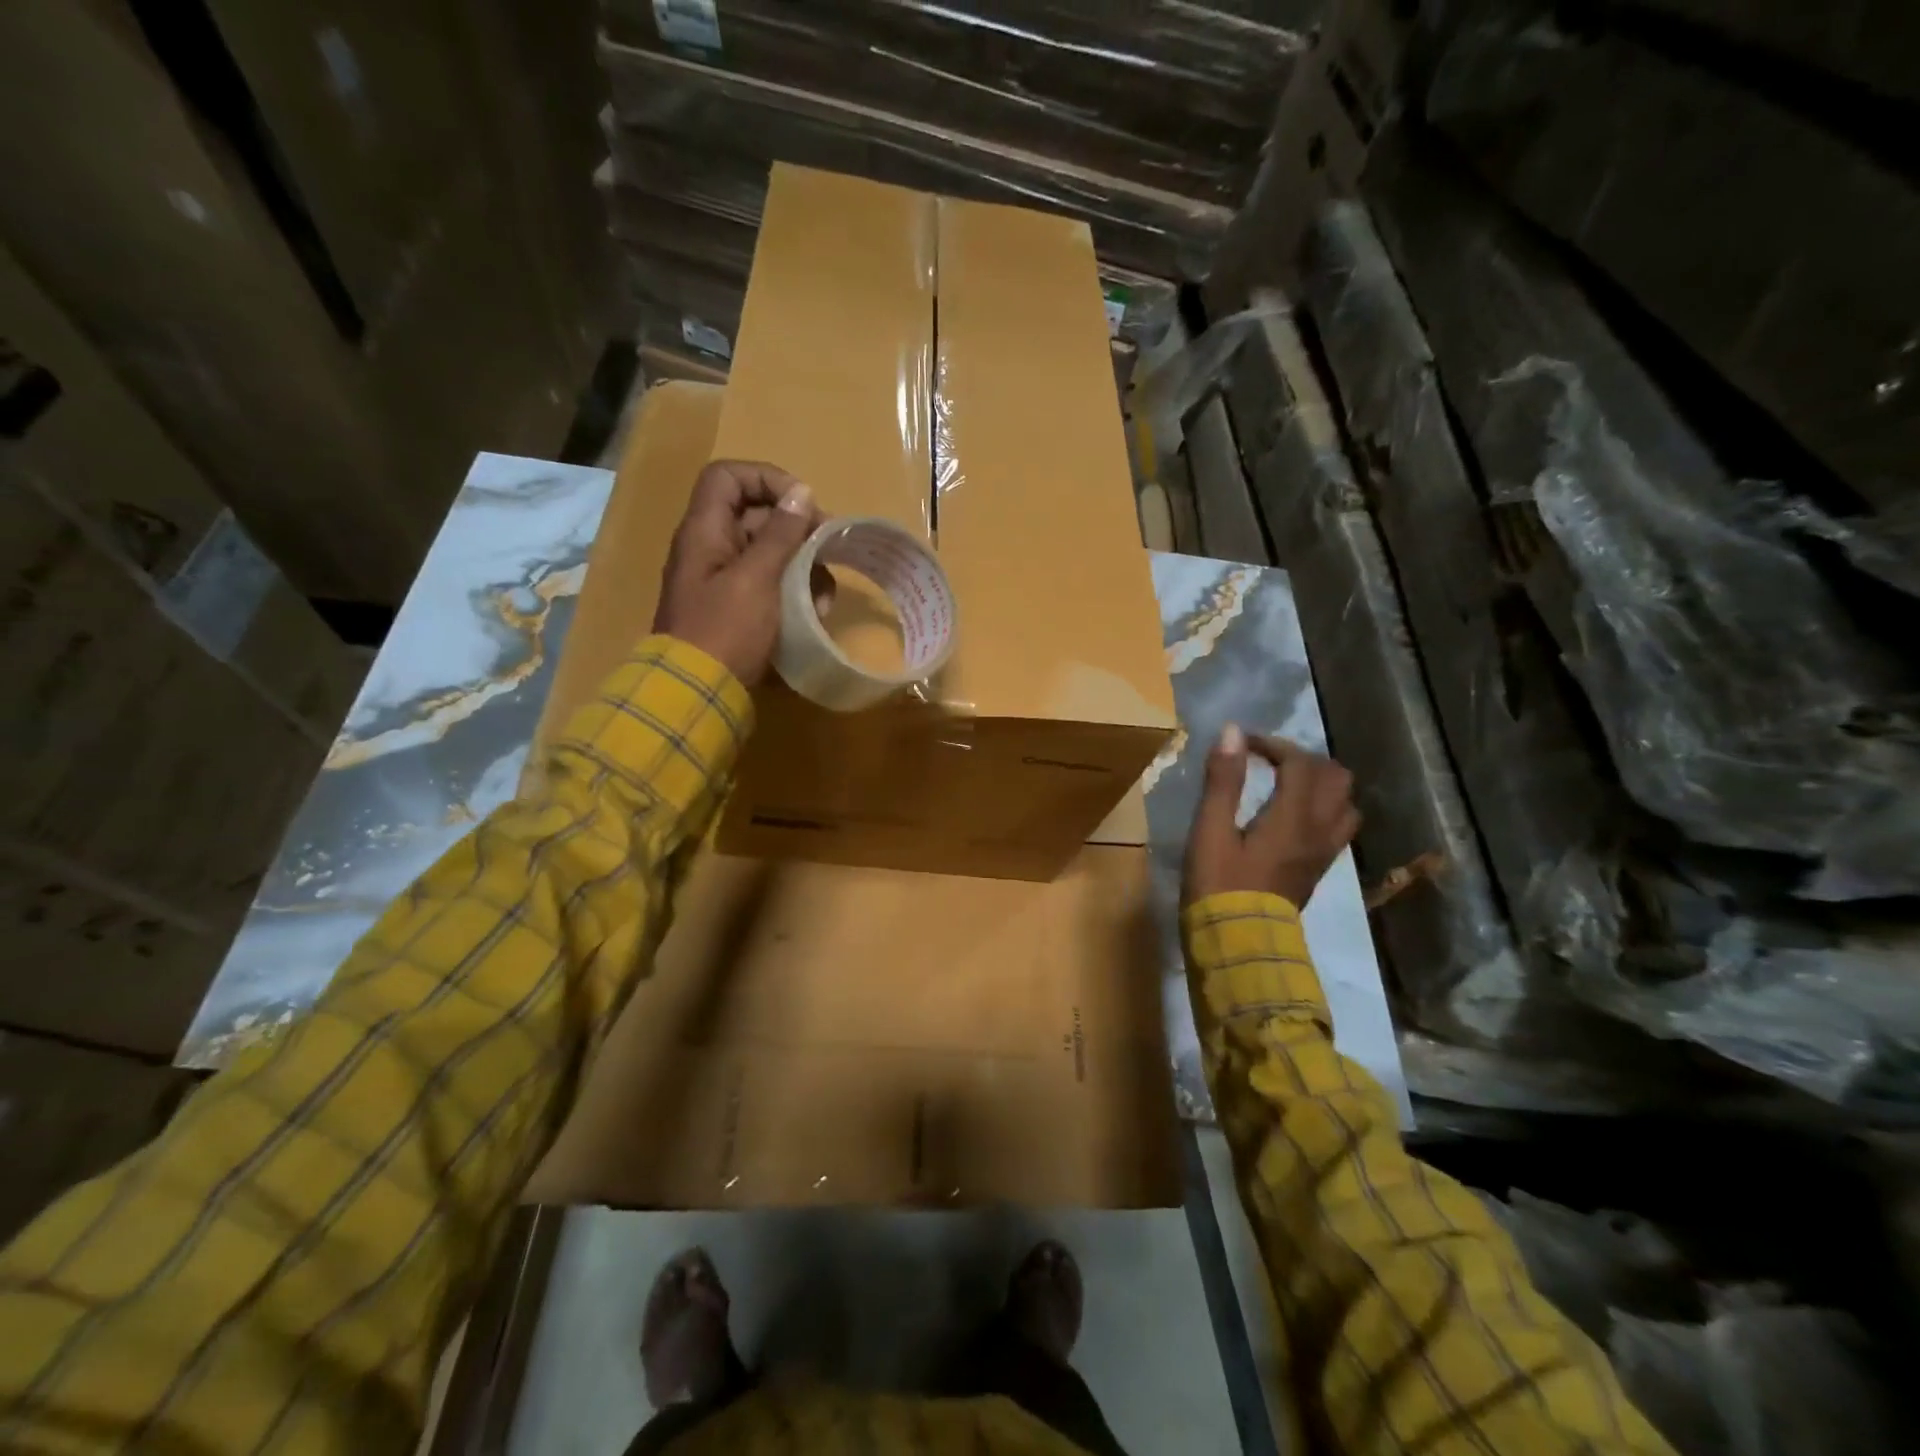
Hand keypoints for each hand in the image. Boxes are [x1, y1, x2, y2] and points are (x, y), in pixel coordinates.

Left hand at [652, 460, 824, 685]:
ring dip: (802, 567)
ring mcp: (723, 580)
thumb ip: (780, 534)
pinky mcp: (737, 609)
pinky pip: (769, 585)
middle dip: (797, 531)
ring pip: (769, 553)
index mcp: (704, 531)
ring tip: (824, 595)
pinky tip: (815, 613)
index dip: (766, 479)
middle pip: (755, 516)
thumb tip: (801, 492)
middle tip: (827, 549)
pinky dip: (794, 592)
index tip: (802, 504)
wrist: (697, 693)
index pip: (728, 477)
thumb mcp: (757, 578)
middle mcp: (710, 548)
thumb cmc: (726, 630)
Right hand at [1183, 724, 1360, 910]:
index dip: (1273, 744)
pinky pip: (1338, 827)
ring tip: (1287, 784)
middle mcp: (1319, 830)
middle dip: (1304, 759)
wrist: (1239, 944)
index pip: (1300, 762)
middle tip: (1269, 761)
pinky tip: (1293, 816)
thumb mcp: (1210, 830)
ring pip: (1345, 803)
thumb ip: (1223, 781)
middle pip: (1336, 778)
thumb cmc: (1218, 885)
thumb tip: (1232, 732)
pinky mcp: (1318, 870)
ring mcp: (1324, 852)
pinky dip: (1323, 808)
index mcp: (1293, 817)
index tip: (1242, 744)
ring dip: (1320, 784)